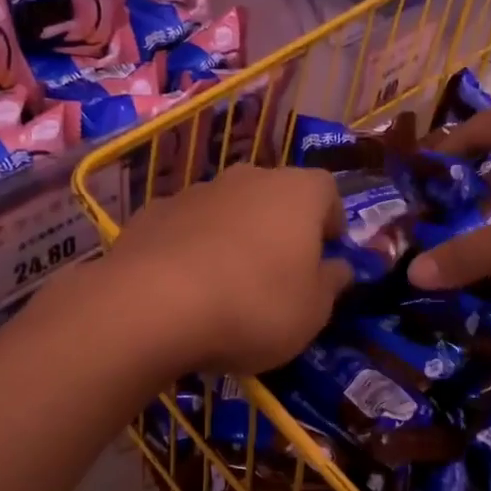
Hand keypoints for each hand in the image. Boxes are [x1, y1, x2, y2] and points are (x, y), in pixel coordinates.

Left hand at [100, 164, 352, 374]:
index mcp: (296, 192)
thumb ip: (331, 284)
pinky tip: (184, 287)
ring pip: (227, 209)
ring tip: (227, 285)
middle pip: (274, 195)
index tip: (327, 252)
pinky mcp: (152, 213)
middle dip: (280, 227)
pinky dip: (191, 248)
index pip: (327, 191)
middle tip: (279, 271)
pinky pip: (186, 228)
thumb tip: (338, 267)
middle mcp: (247, 178)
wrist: (152, 305)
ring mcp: (194, 192)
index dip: (331, 221)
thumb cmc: (254, 305)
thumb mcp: (312, 311)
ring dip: (234, 236)